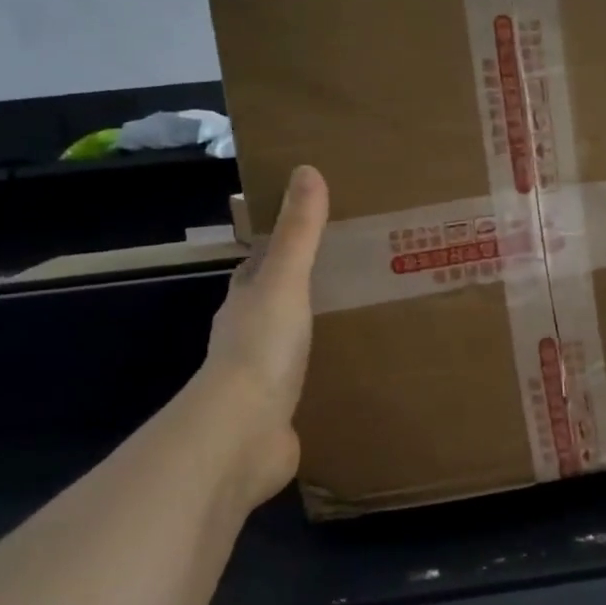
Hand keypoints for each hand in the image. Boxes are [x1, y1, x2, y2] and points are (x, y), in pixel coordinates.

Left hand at [195, 165, 328, 500]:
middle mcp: (248, 335)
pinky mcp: (279, 411)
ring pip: (291, 343)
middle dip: (304, 289)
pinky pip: (305, 383)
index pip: (258, 265)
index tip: (314, 231)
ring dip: (315, 331)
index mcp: (245, 301)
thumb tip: (306, 171)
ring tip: (362, 317)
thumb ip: (299, 233)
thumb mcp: (286, 281)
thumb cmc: (262, 348)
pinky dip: (324, 373)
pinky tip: (354, 372)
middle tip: (353, 273)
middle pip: (275, 302)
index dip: (280, 247)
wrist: (243, 433)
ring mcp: (262, 377)